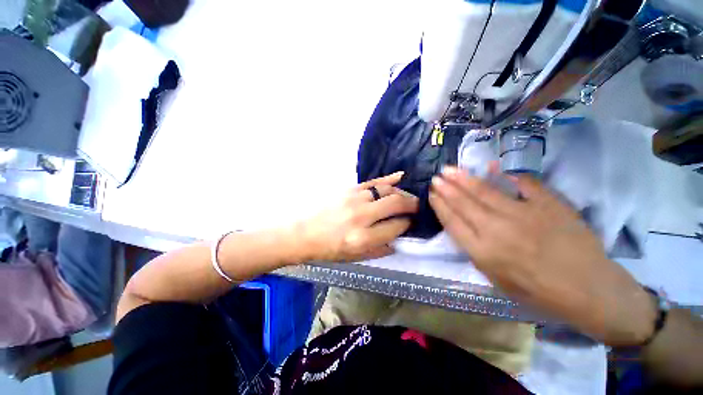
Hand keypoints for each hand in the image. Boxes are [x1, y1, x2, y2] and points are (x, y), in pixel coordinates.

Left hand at [300, 172, 418, 262]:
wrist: (303, 232)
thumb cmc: (328, 249)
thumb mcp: (354, 257)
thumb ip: (379, 250)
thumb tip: (397, 241)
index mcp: (363, 238)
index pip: (396, 227)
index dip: (407, 224)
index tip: (410, 223)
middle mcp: (361, 216)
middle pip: (396, 204)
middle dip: (412, 205)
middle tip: (417, 206)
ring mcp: (354, 199)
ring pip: (387, 190)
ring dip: (402, 193)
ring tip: (407, 197)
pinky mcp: (349, 189)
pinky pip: (374, 181)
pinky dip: (389, 179)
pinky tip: (400, 177)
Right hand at [429, 166, 655, 345]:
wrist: (588, 289)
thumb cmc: (537, 290)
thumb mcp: (496, 279)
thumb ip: (476, 251)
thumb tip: (464, 227)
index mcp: (483, 252)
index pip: (452, 222)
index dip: (439, 206)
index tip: (431, 194)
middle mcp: (498, 230)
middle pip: (463, 203)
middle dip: (446, 188)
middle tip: (436, 177)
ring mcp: (524, 214)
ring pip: (485, 191)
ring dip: (463, 179)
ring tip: (450, 169)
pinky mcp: (549, 205)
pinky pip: (523, 184)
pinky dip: (507, 174)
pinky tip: (492, 166)